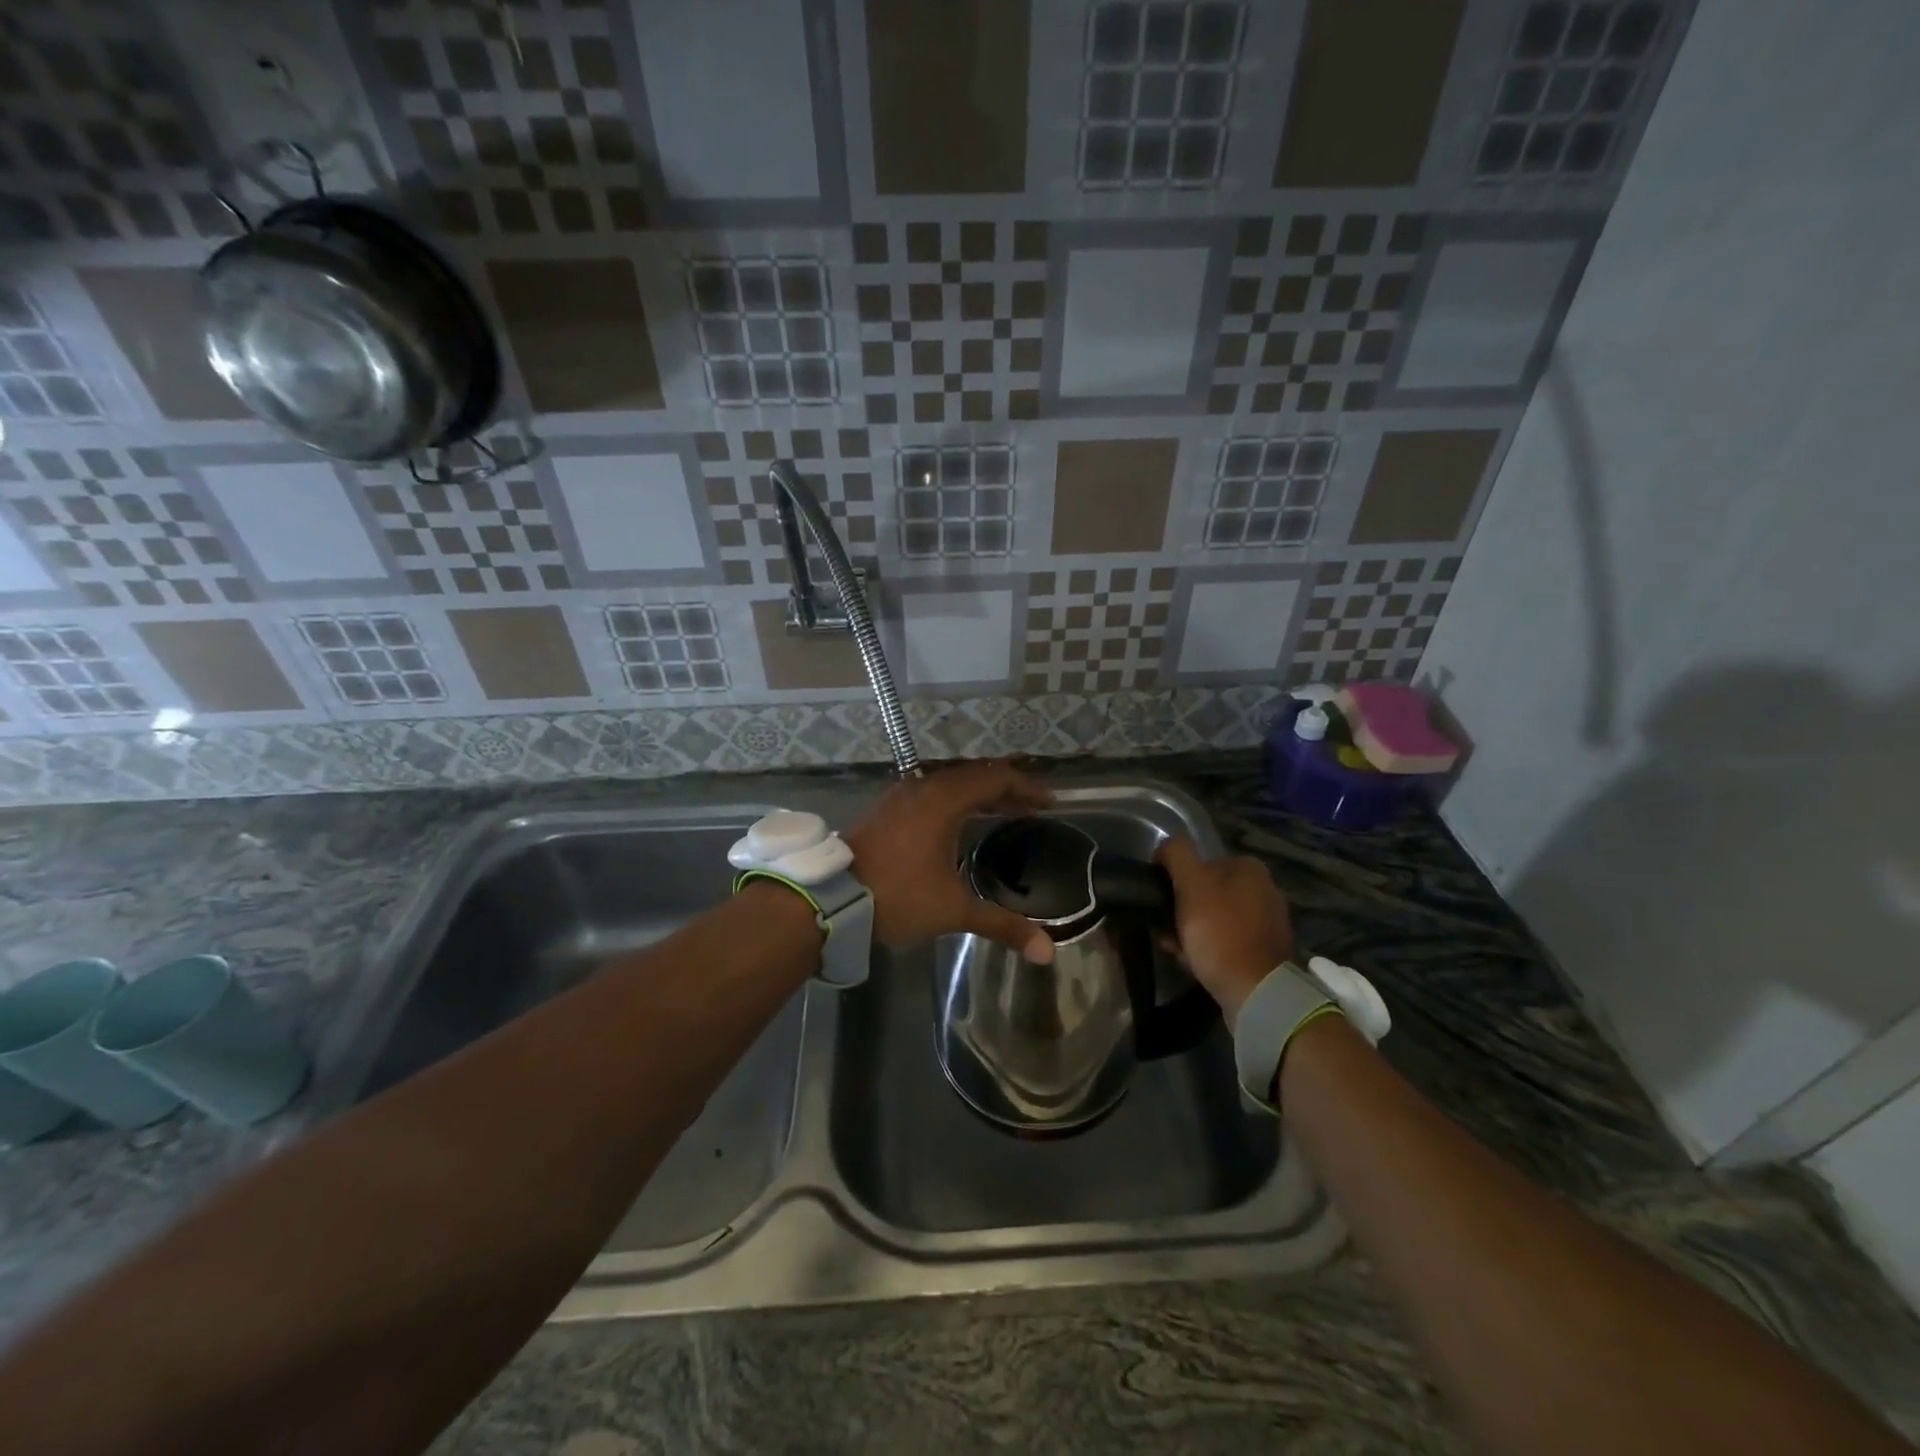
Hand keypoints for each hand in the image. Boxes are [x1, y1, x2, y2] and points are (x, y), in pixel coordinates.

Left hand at [845, 762, 1056, 962]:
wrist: (830, 898)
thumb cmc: (897, 896)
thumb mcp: (953, 911)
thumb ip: (1002, 925)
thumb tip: (1047, 952)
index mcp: (943, 800)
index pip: (995, 779)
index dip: (1026, 788)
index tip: (1050, 802)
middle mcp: (923, 788)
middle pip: (974, 775)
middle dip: (1006, 789)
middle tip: (1031, 807)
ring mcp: (901, 796)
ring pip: (950, 782)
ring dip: (979, 793)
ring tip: (1002, 812)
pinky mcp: (886, 809)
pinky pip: (931, 792)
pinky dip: (955, 800)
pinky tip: (959, 823)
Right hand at [1154, 837, 1295, 1024]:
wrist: (1256, 991)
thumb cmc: (1220, 932)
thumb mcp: (1192, 884)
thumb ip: (1177, 855)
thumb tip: (1165, 848)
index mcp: (1249, 868)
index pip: (1200, 864)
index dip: (1175, 882)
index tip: (1160, 902)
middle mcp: (1264, 890)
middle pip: (1206, 893)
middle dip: (1182, 910)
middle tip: (1164, 929)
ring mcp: (1267, 923)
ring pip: (1213, 919)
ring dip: (1190, 932)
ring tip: (1174, 949)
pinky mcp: (1265, 952)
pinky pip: (1226, 942)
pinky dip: (1207, 949)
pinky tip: (1192, 963)